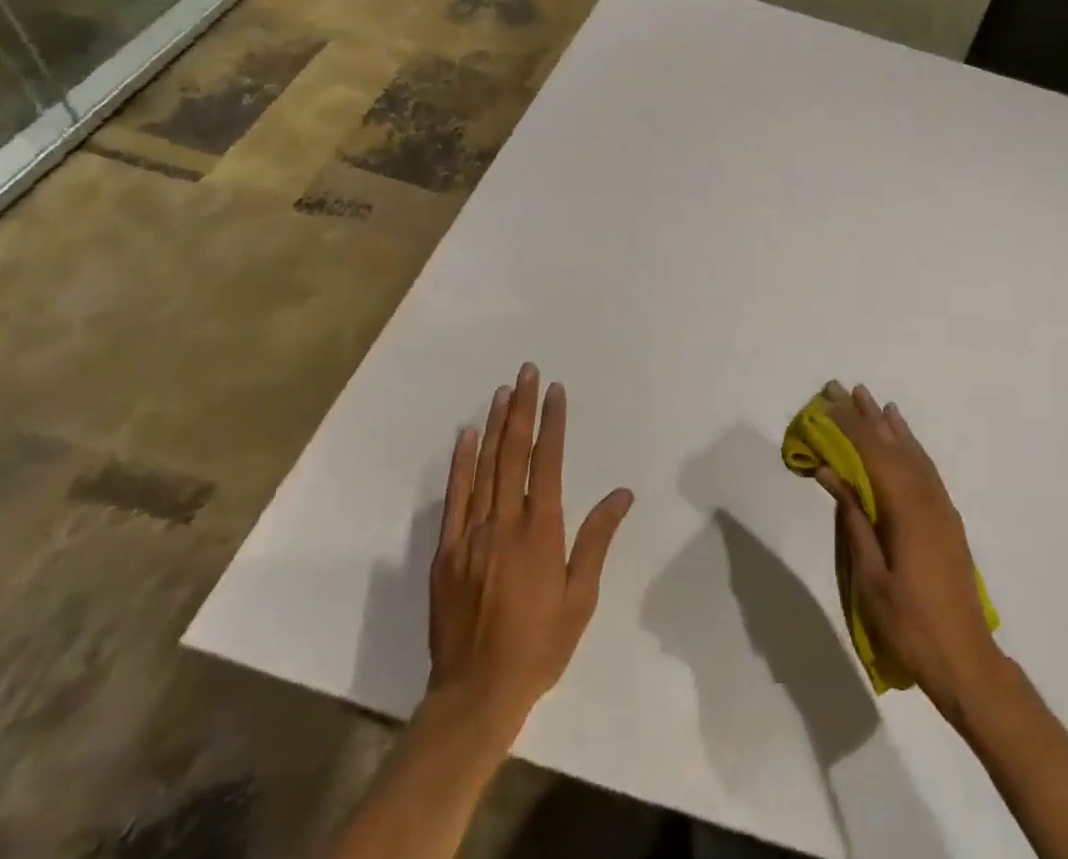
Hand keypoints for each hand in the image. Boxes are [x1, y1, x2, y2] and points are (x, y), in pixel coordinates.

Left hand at [428, 363, 633, 740]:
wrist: (474, 695)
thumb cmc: (538, 646)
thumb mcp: (580, 598)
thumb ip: (597, 540)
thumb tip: (622, 494)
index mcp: (540, 532)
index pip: (546, 462)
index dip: (552, 423)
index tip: (556, 391)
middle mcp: (504, 523)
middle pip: (513, 453)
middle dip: (522, 408)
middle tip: (527, 372)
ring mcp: (470, 535)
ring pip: (484, 467)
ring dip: (495, 425)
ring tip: (504, 391)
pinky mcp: (446, 552)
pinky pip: (454, 497)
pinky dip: (461, 463)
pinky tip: (467, 436)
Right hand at [815, 380, 1003, 719]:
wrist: (965, 658)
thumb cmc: (909, 623)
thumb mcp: (871, 574)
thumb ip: (853, 518)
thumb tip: (830, 471)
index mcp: (905, 508)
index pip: (871, 453)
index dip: (848, 425)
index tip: (827, 401)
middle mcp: (926, 496)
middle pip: (891, 445)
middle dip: (864, 415)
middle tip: (841, 387)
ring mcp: (940, 505)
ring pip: (910, 452)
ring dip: (887, 424)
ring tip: (870, 399)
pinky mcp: (946, 516)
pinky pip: (924, 467)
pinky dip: (910, 444)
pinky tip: (902, 436)